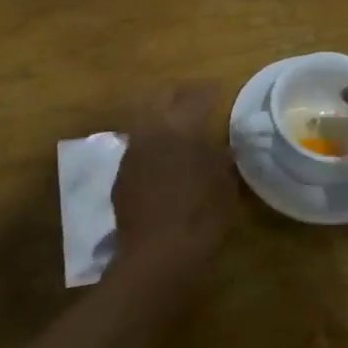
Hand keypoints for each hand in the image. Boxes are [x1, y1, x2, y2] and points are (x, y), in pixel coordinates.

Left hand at [111, 84, 240, 277]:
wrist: (157, 256)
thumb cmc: (202, 219)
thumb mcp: (225, 186)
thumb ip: (223, 159)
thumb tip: (223, 146)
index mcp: (182, 127)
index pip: (198, 95)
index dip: (212, 90)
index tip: (221, 90)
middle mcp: (153, 130)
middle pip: (163, 95)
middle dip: (181, 92)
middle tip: (198, 98)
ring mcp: (132, 150)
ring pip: (145, 116)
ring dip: (162, 113)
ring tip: (180, 124)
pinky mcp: (121, 171)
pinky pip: (138, 142)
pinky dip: (152, 138)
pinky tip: (163, 153)